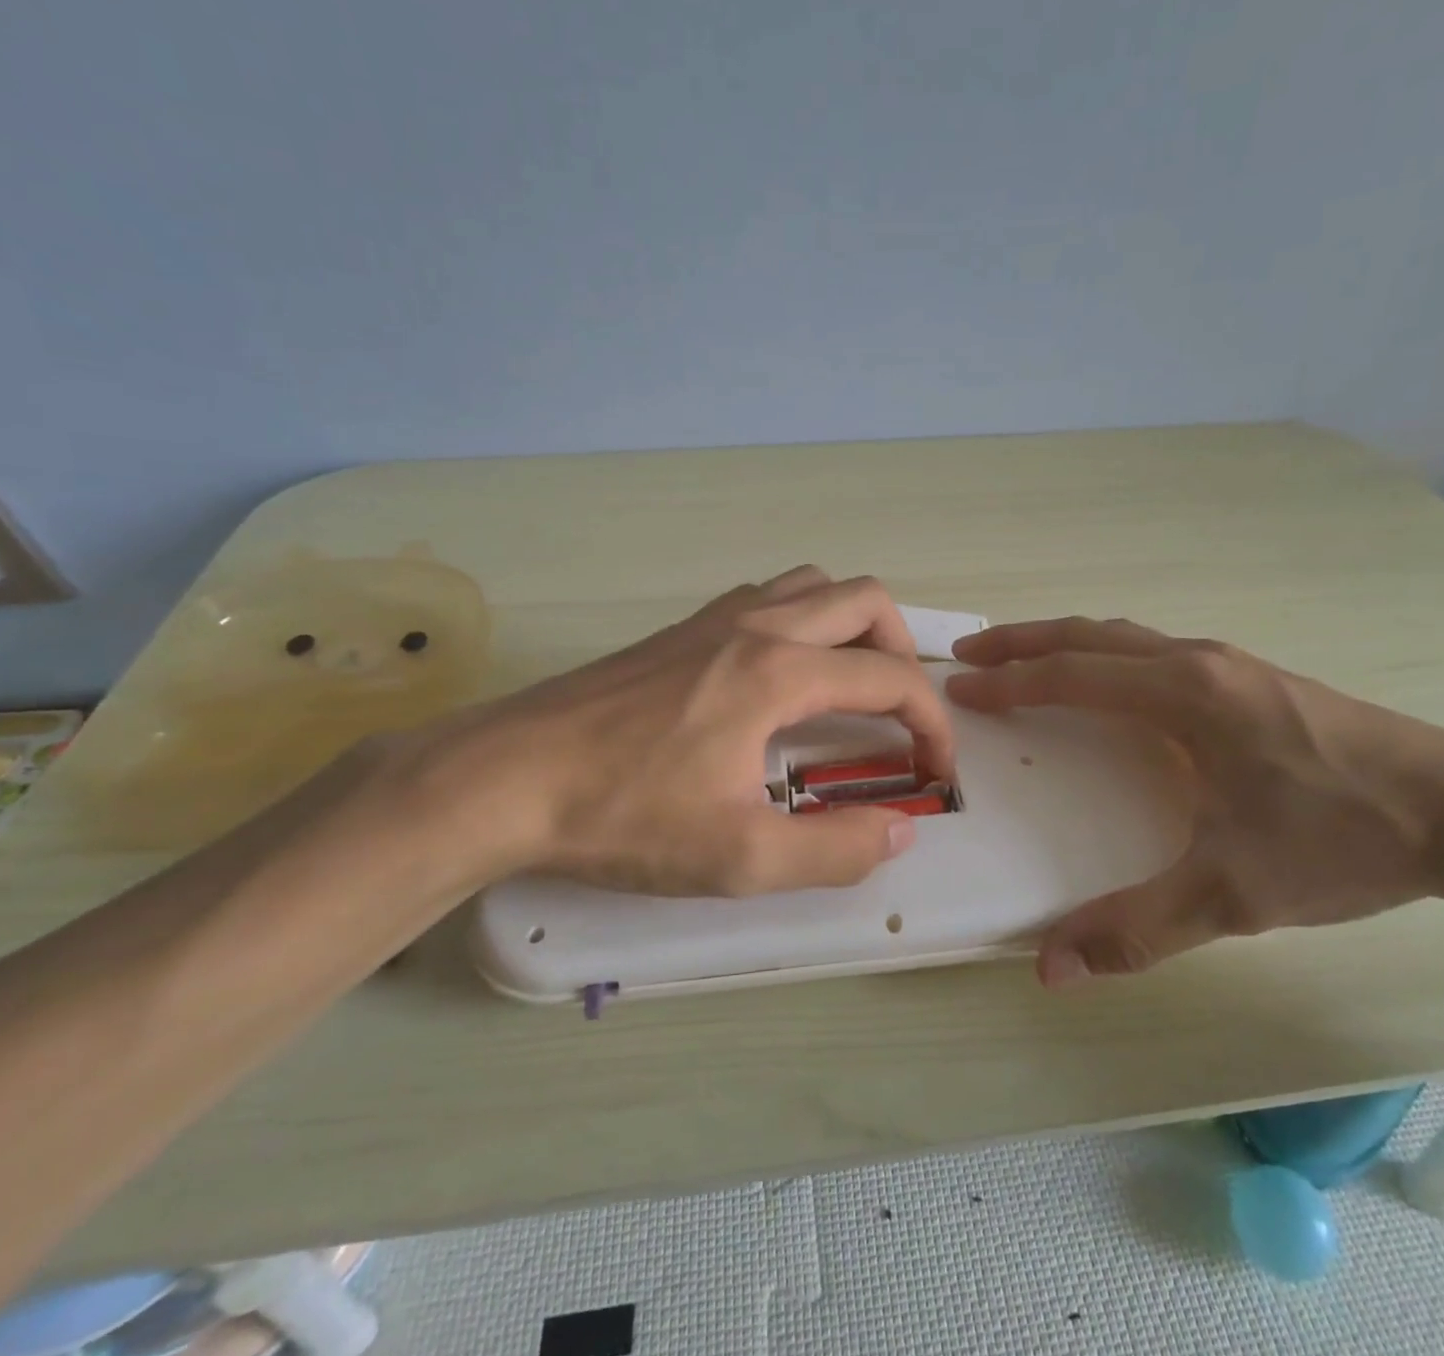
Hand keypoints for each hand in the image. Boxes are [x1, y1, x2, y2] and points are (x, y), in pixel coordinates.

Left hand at [312, 567, 954, 898]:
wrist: (508, 776)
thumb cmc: (624, 816)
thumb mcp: (739, 857)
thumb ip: (834, 850)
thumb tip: (899, 831)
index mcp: (778, 673)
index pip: (891, 680)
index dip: (932, 724)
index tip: (936, 772)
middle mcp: (757, 625)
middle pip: (865, 601)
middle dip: (902, 653)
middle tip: (899, 714)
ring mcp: (715, 617)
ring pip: (815, 586)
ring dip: (853, 626)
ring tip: (850, 684)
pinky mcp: (682, 627)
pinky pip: (768, 595)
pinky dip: (803, 620)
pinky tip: (782, 673)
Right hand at [948, 618, 1443, 986]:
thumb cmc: (1342, 839)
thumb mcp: (1233, 893)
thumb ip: (1137, 927)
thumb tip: (1050, 968)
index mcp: (1183, 695)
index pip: (1071, 676)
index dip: (1008, 683)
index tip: (959, 688)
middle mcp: (1199, 663)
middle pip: (1090, 636)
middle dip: (1023, 642)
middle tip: (970, 654)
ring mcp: (1230, 665)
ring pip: (1126, 638)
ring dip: (1067, 643)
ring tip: (1025, 659)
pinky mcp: (1253, 679)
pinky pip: (1155, 651)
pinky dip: (1108, 654)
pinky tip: (1112, 684)